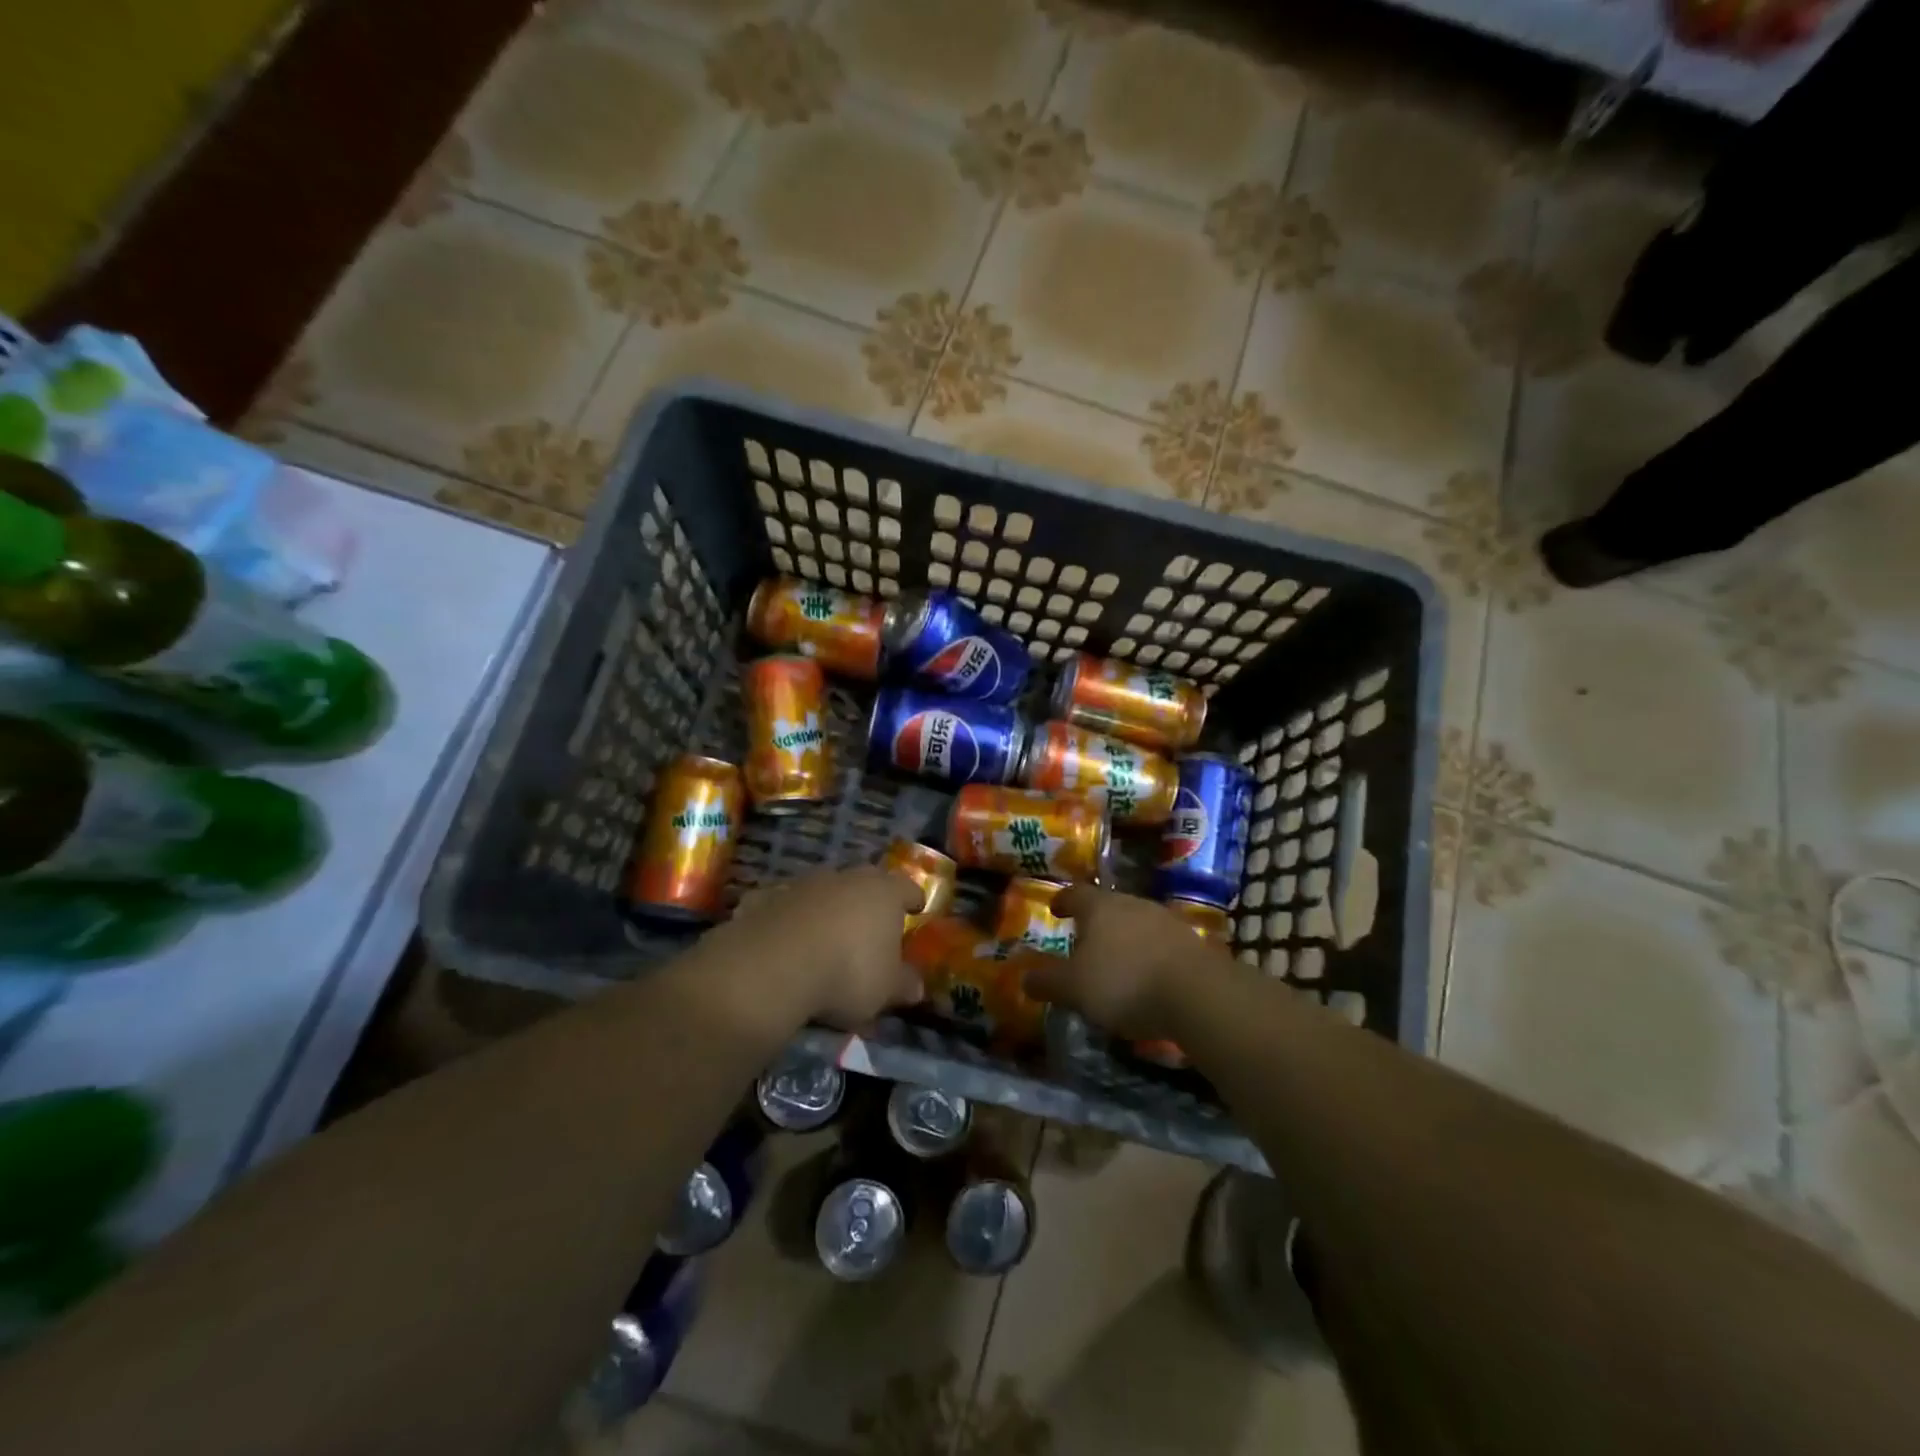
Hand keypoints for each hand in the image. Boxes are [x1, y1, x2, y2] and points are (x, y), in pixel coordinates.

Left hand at [725, 867, 923, 1027]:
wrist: (772, 965)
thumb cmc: (846, 972)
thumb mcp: (885, 990)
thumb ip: (903, 984)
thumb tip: (916, 986)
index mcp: (883, 892)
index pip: (907, 887)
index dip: (913, 899)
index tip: (916, 909)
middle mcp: (845, 878)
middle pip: (864, 883)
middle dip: (869, 901)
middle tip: (871, 926)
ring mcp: (803, 884)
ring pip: (824, 892)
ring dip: (827, 909)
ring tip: (827, 938)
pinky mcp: (765, 897)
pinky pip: (786, 906)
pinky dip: (789, 919)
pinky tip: (785, 942)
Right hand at [1021, 886, 1225, 1038]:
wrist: (1197, 993)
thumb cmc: (1124, 982)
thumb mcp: (1074, 988)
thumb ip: (1047, 982)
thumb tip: (1024, 977)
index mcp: (1099, 906)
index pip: (1075, 893)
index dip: (1063, 900)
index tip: (1055, 908)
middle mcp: (1132, 903)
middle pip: (1107, 905)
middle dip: (1094, 921)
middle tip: (1083, 939)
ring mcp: (1165, 919)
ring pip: (1135, 922)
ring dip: (1123, 937)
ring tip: (1115, 960)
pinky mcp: (1191, 941)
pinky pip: (1159, 942)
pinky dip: (1147, 953)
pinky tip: (1146, 975)